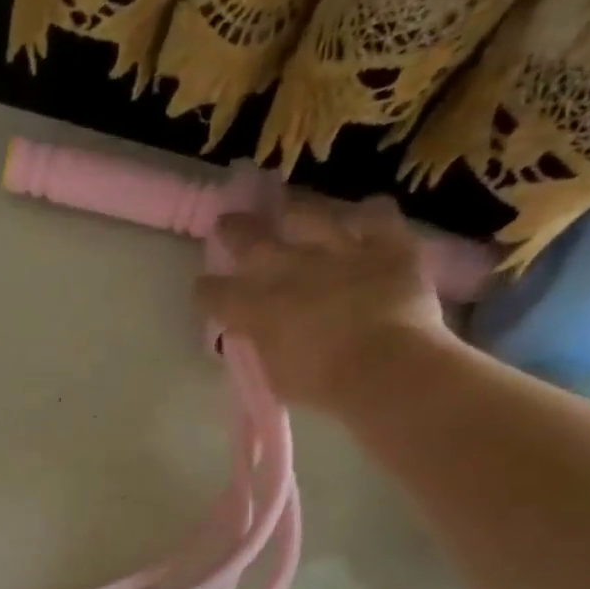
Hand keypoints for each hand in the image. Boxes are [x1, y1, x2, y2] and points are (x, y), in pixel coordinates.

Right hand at [193, 192, 452, 414]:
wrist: (387, 367)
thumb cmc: (323, 384)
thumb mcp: (275, 374)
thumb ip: (262, 344)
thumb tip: (254, 330)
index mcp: (257, 307)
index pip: (217, 293)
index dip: (206, 290)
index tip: (202, 288)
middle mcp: (291, 269)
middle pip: (253, 241)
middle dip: (235, 232)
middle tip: (227, 222)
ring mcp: (339, 250)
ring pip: (310, 214)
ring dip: (295, 208)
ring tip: (288, 204)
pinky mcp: (387, 244)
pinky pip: (376, 214)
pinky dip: (366, 214)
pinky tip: (361, 214)